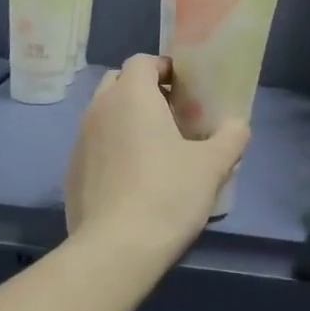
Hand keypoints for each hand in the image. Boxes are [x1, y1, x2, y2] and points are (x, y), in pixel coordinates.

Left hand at [65, 55, 250, 261]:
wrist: (115, 249)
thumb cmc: (168, 194)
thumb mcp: (213, 165)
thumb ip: (231, 136)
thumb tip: (238, 123)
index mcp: (131, 96)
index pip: (142, 61)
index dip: (164, 68)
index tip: (186, 89)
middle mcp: (99, 109)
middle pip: (118, 83)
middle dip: (143, 91)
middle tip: (172, 116)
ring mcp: (80, 141)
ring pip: (104, 115)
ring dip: (126, 121)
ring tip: (155, 149)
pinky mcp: (72, 173)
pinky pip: (95, 147)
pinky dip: (113, 150)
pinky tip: (133, 180)